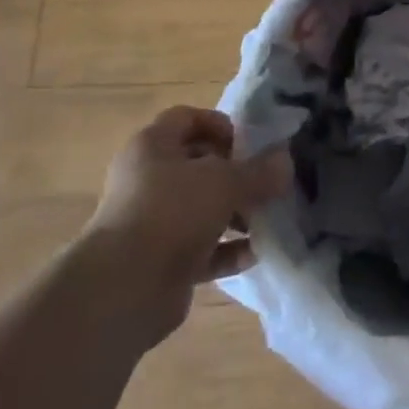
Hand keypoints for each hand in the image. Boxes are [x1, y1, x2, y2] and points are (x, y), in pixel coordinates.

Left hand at [78, 106, 290, 343]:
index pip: (186, 118)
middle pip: (197, 165)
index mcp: (152, 147)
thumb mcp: (226, 181)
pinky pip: (200, 248)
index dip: (219, 124)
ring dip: (235, 213)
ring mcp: (151, 222)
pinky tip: (253, 254)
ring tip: (266, 219)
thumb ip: (259, 171)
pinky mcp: (159, 261)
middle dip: (235, 173)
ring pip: (201, 208)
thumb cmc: (172, 212)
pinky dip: (227, 250)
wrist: (122, 290)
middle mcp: (147, 180)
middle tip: (264, 182)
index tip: (248, 143)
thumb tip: (285, 162)